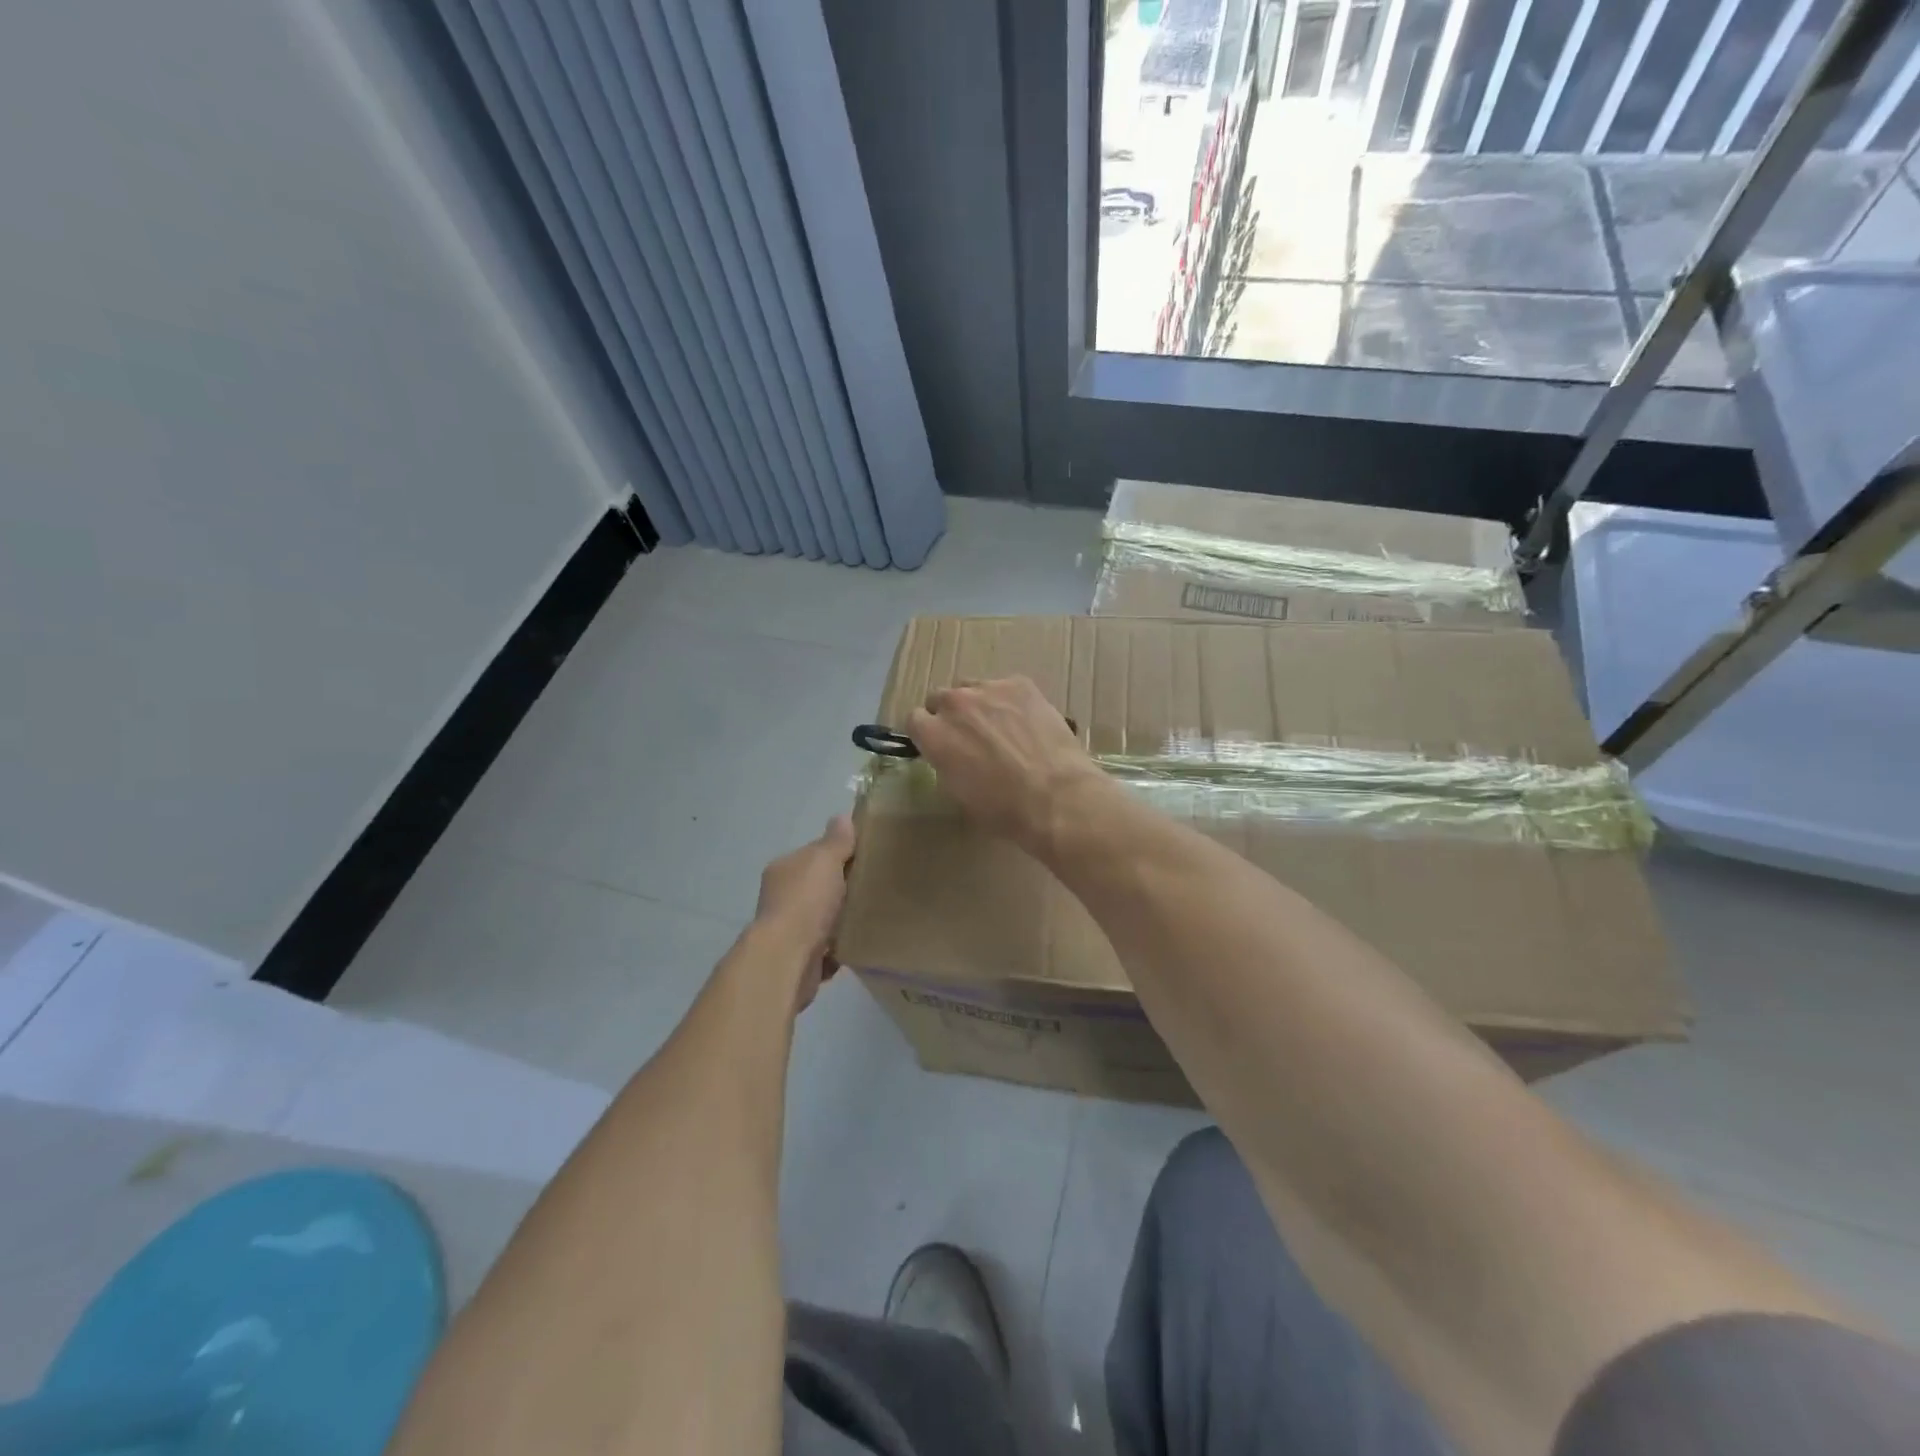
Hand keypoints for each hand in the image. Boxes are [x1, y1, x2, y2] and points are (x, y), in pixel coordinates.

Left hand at [753, 814, 855, 1010]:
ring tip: (871, 916)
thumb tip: (842, 817)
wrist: (788, 959)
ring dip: (841, 919)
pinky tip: (858, 944)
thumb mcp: (825, 860)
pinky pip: (826, 948)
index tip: (865, 857)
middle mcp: (781, 897)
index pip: (814, 854)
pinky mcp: (799, 958)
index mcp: (784, 869)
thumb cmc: (806, 902)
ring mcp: (788, 930)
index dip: (838, 853)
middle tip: (873, 887)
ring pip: (822, 918)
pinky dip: (839, 947)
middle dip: (842, 888)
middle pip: (818, 886)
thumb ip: (836, 840)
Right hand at [905, 677, 1108, 853]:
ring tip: (1000, 727)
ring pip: (972, 688)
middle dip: (950, 715)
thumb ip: (946, 763)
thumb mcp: (959, 794)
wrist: (1055, 796)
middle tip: (970, 737)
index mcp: (934, 734)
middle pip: (940, 698)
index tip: (939, 744)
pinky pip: (1005, 686)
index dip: (927, 732)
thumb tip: (952, 755)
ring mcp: (989, 689)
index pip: (914, 719)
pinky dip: (1009, 701)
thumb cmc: (1003, 809)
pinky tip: (1026, 722)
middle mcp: (955, 704)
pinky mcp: (1020, 684)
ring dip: (978, 704)